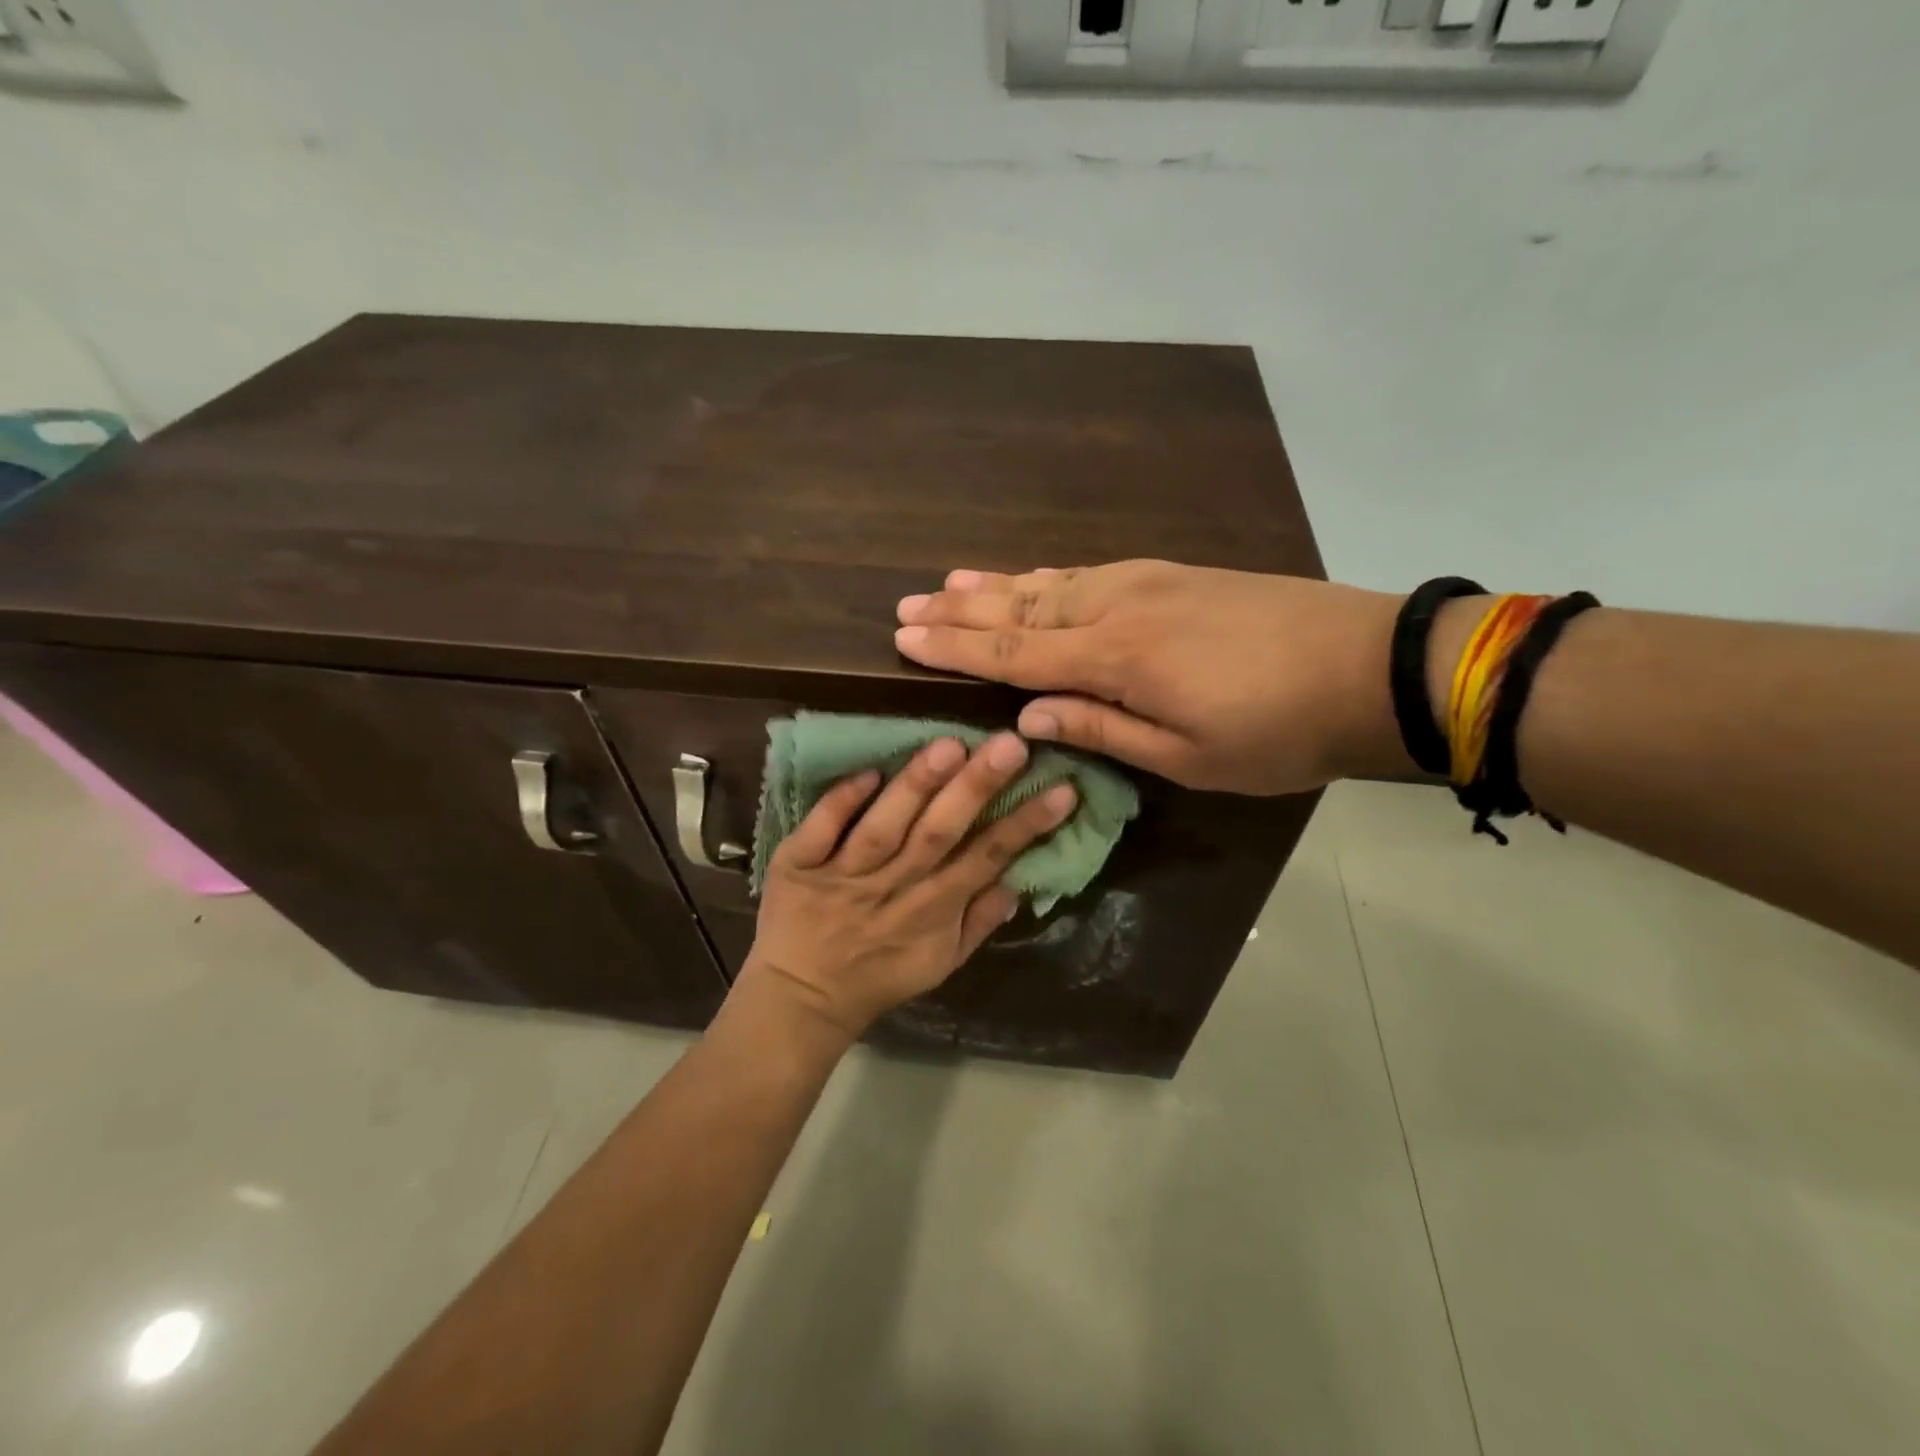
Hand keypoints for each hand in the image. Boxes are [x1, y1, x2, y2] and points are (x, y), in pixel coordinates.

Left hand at [742, 732, 1077, 1040]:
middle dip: (977, 789)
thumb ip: (979, 923)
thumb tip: (1019, 882)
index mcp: (932, 910)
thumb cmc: (879, 976)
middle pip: (939, 834)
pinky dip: (841, 802)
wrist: (801, 998)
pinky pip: (819, 831)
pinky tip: (868, 770)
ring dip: (915, 788)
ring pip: (884, 828)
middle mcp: (892, 887)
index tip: (1063, 788)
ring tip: (949, 747)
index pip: (987, 858)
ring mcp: (843, 875)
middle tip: (1011, 744)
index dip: (1026, 825)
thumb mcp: (940, 963)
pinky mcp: (797, 865)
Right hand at [894, 561, 1409, 795]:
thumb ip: (1102, 728)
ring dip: (995, 585)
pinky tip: (1030, 577)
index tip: (903, 638)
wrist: (1368, 665)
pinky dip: (1044, 575)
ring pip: (1050, 581)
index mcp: (1116, 658)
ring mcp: (1145, 581)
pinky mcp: (1171, 573)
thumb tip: (1028, 715)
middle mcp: (1117, 607)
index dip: (954, 648)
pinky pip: (1086, 572)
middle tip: (906, 606)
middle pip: (1021, 606)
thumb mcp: (1187, 756)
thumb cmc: (1277, 730)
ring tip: (948, 582)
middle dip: (959, 610)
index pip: (1013, 652)